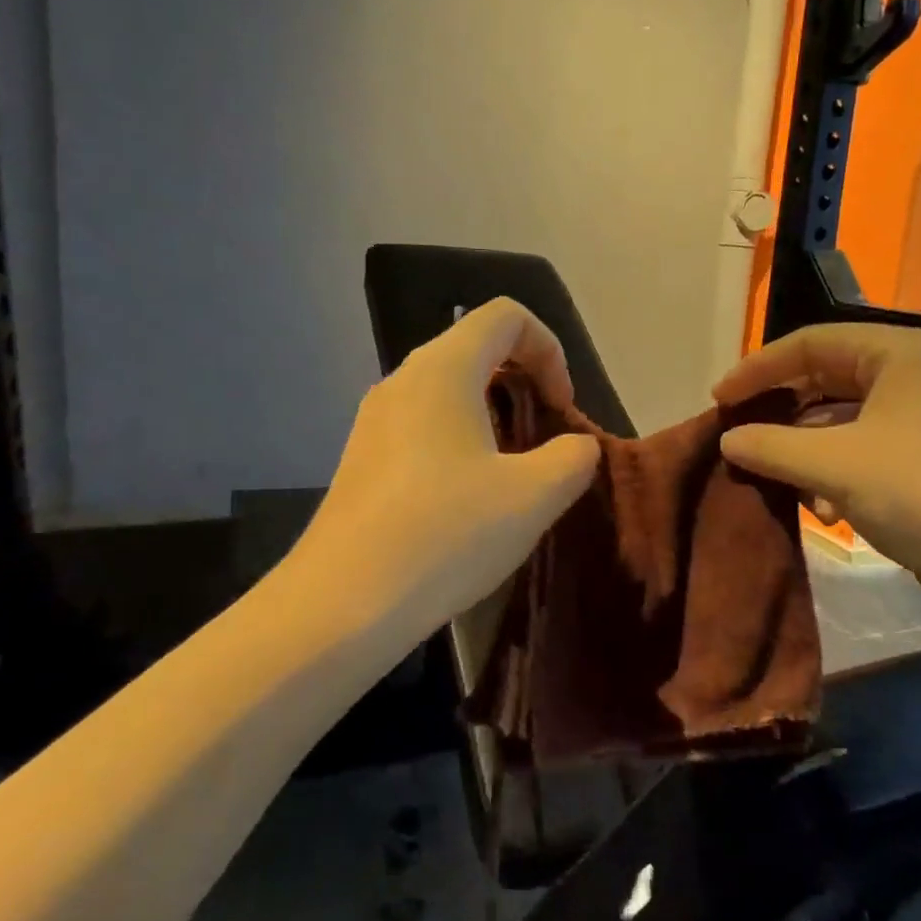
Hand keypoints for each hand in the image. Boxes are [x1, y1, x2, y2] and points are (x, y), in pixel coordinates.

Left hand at [293, 298, 600, 644]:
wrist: (344, 604)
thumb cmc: (448, 534)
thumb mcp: (535, 495)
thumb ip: (574, 457)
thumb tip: (576, 448)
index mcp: (443, 369)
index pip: (506, 315)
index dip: (549, 349)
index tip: (562, 408)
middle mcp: (402, 381)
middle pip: (476, 349)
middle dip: (524, 383)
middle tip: (546, 440)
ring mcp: (374, 421)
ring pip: (449, 392)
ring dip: (494, 418)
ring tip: (514, 476)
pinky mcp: (362, 460)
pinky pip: (423, 428)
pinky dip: (461, 444)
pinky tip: (469, 503)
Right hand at [714, 324, 920, 589]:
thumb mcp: (835, 465)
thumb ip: (771, 446)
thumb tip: (727, 439)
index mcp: (898, 352)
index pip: (809, 343)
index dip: (758, 369)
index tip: (719, 401)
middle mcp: (911, 372)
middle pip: (823, 378)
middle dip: (779, 411)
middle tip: (739, 436)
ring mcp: (920, 414)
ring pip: (839, 417)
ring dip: (802, 447)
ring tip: (775, 478)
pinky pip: (859, 446)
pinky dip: (831, 469)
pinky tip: (821, 507)